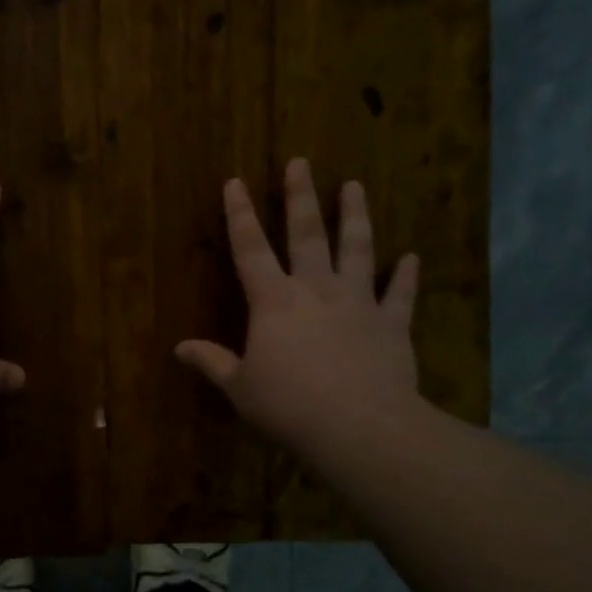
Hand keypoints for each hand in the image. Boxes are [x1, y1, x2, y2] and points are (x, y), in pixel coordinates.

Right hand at [175, 158, 421, 456]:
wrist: (360, 428)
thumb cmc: (289, 406)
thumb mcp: (240, 388)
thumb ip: (212, 362)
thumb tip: (179, 348)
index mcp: (274, 302)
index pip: (251, 249)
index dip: (240, 215)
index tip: (235, 182)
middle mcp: (316, 291)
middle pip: (307, 235)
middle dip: (301, 197)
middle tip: (300, 163)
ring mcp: (358, 304)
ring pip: (357, 250)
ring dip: (355, 217)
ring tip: (354, 186)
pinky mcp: (392, 325)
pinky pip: (400, 295)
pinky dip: (406, 276)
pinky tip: (412, 258)